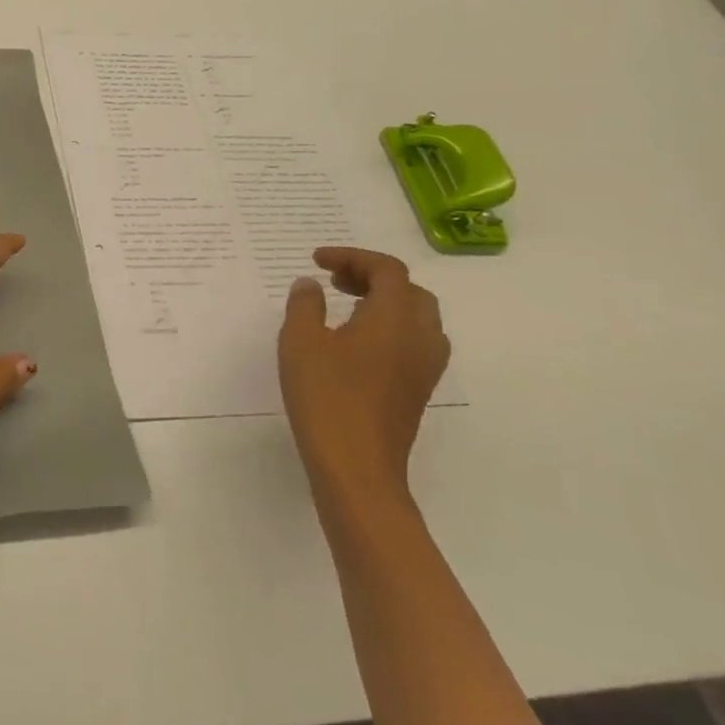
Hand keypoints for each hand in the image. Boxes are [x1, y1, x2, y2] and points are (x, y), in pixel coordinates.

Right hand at [279, 247, 449, 506]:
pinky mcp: (418, 391)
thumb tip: (311, 284)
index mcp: (395, 317)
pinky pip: (413, 342)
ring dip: (385, 302)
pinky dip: (390, 328)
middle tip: (335, 281)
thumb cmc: (326, 396)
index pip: (386, 270)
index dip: (352, 257)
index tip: (317, 261)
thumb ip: (305, 304)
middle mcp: (420, 337)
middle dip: (372, 277)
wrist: (356, 467)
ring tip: (345, 307)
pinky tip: (355, 342)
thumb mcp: (300, 341)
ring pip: (417, 318)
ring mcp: (424, 367)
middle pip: (409, 290)